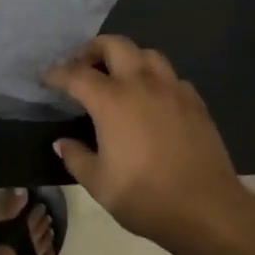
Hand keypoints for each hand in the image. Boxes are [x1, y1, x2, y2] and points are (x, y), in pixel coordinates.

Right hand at [45, 35, 251, 251]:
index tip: (47, 77)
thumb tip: (62, 143)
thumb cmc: (146, 197)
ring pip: (147, 53)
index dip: (58, 73)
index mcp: (112, 100)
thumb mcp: (99, 185)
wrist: (207, 209)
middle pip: (115, 45)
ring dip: (128, 57)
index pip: (77, 74)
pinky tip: (154, 99)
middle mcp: (141, 83)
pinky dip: (156, 79)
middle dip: (93, 49)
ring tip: (120, 76)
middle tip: (83, 66)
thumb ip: (76, 158)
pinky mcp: (195, 102)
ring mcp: (172, 89)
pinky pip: (171, 77)